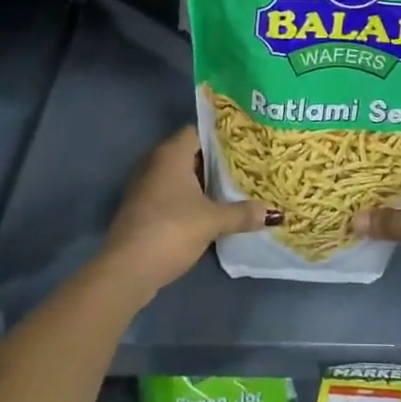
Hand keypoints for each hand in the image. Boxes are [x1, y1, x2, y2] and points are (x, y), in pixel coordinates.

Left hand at [97, 125, 268, 304]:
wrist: (126, 270)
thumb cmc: (171, 230)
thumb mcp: (213, 221)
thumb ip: (242, 213)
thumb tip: (274, 213)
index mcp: (171, 153)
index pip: (199, 131)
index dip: (221, 136)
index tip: (244, 144)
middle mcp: (154, 162)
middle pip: (190, 153)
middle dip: (215, 161)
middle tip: (245, 166)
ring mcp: (144, 186)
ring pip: (179, 175)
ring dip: (201, 182)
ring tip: (232, 188)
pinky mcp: (140, 208)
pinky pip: (169, 193)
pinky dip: (187, 198)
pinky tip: (207, 210)